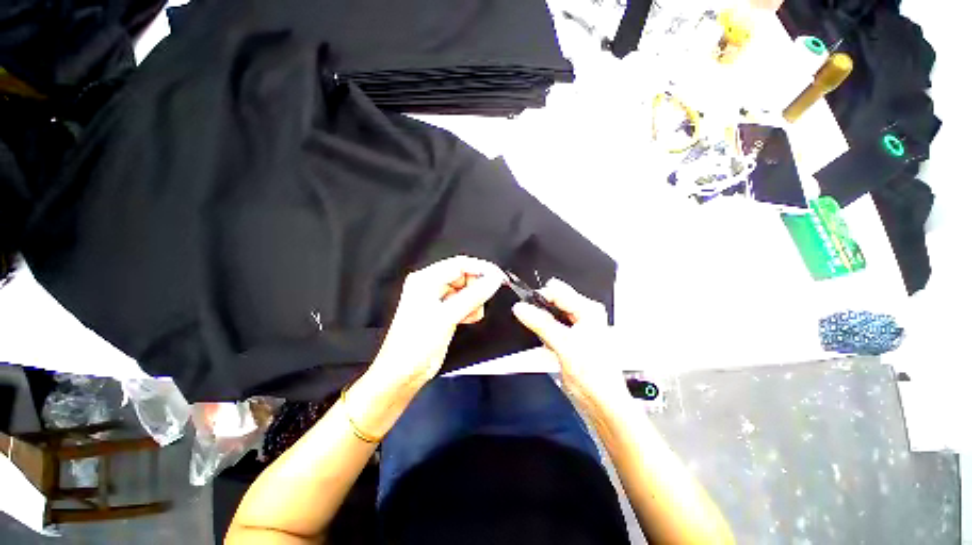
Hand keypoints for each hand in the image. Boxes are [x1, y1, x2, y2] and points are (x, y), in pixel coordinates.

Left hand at [371, 256, 504, 388]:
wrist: (404, 373)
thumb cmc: (417, 343)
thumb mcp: (446, 316)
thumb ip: (473, 296)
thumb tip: (494, 280)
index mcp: (426, 279)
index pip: (459, 264)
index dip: (481, 268)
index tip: (499, 277)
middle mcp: (431, 285)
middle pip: (464, 276)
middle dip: (477, 288)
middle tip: (483, 302)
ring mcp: (437, 299)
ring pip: (467, 290)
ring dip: (475, 301)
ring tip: (472, 315)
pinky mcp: (444, 311)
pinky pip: (464, 302)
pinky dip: (470, 309)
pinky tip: (469, 319)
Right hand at [513, 278, 627, 408]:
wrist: (602, 404)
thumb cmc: (593, 375)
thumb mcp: (564, 344)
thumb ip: (540, 323)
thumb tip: (521, 308)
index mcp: (588, 310)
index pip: (557, 291)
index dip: (539, 297)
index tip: (524, 306)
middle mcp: (584, 315)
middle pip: (554, 303)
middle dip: (539, 310)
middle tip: (528, 321)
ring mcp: (577, 328)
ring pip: (551, 316)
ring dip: (540, 323)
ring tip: (536, 334)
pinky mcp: (570, 340)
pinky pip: (551, 329)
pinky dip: (543, 334)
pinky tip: (543, 344)